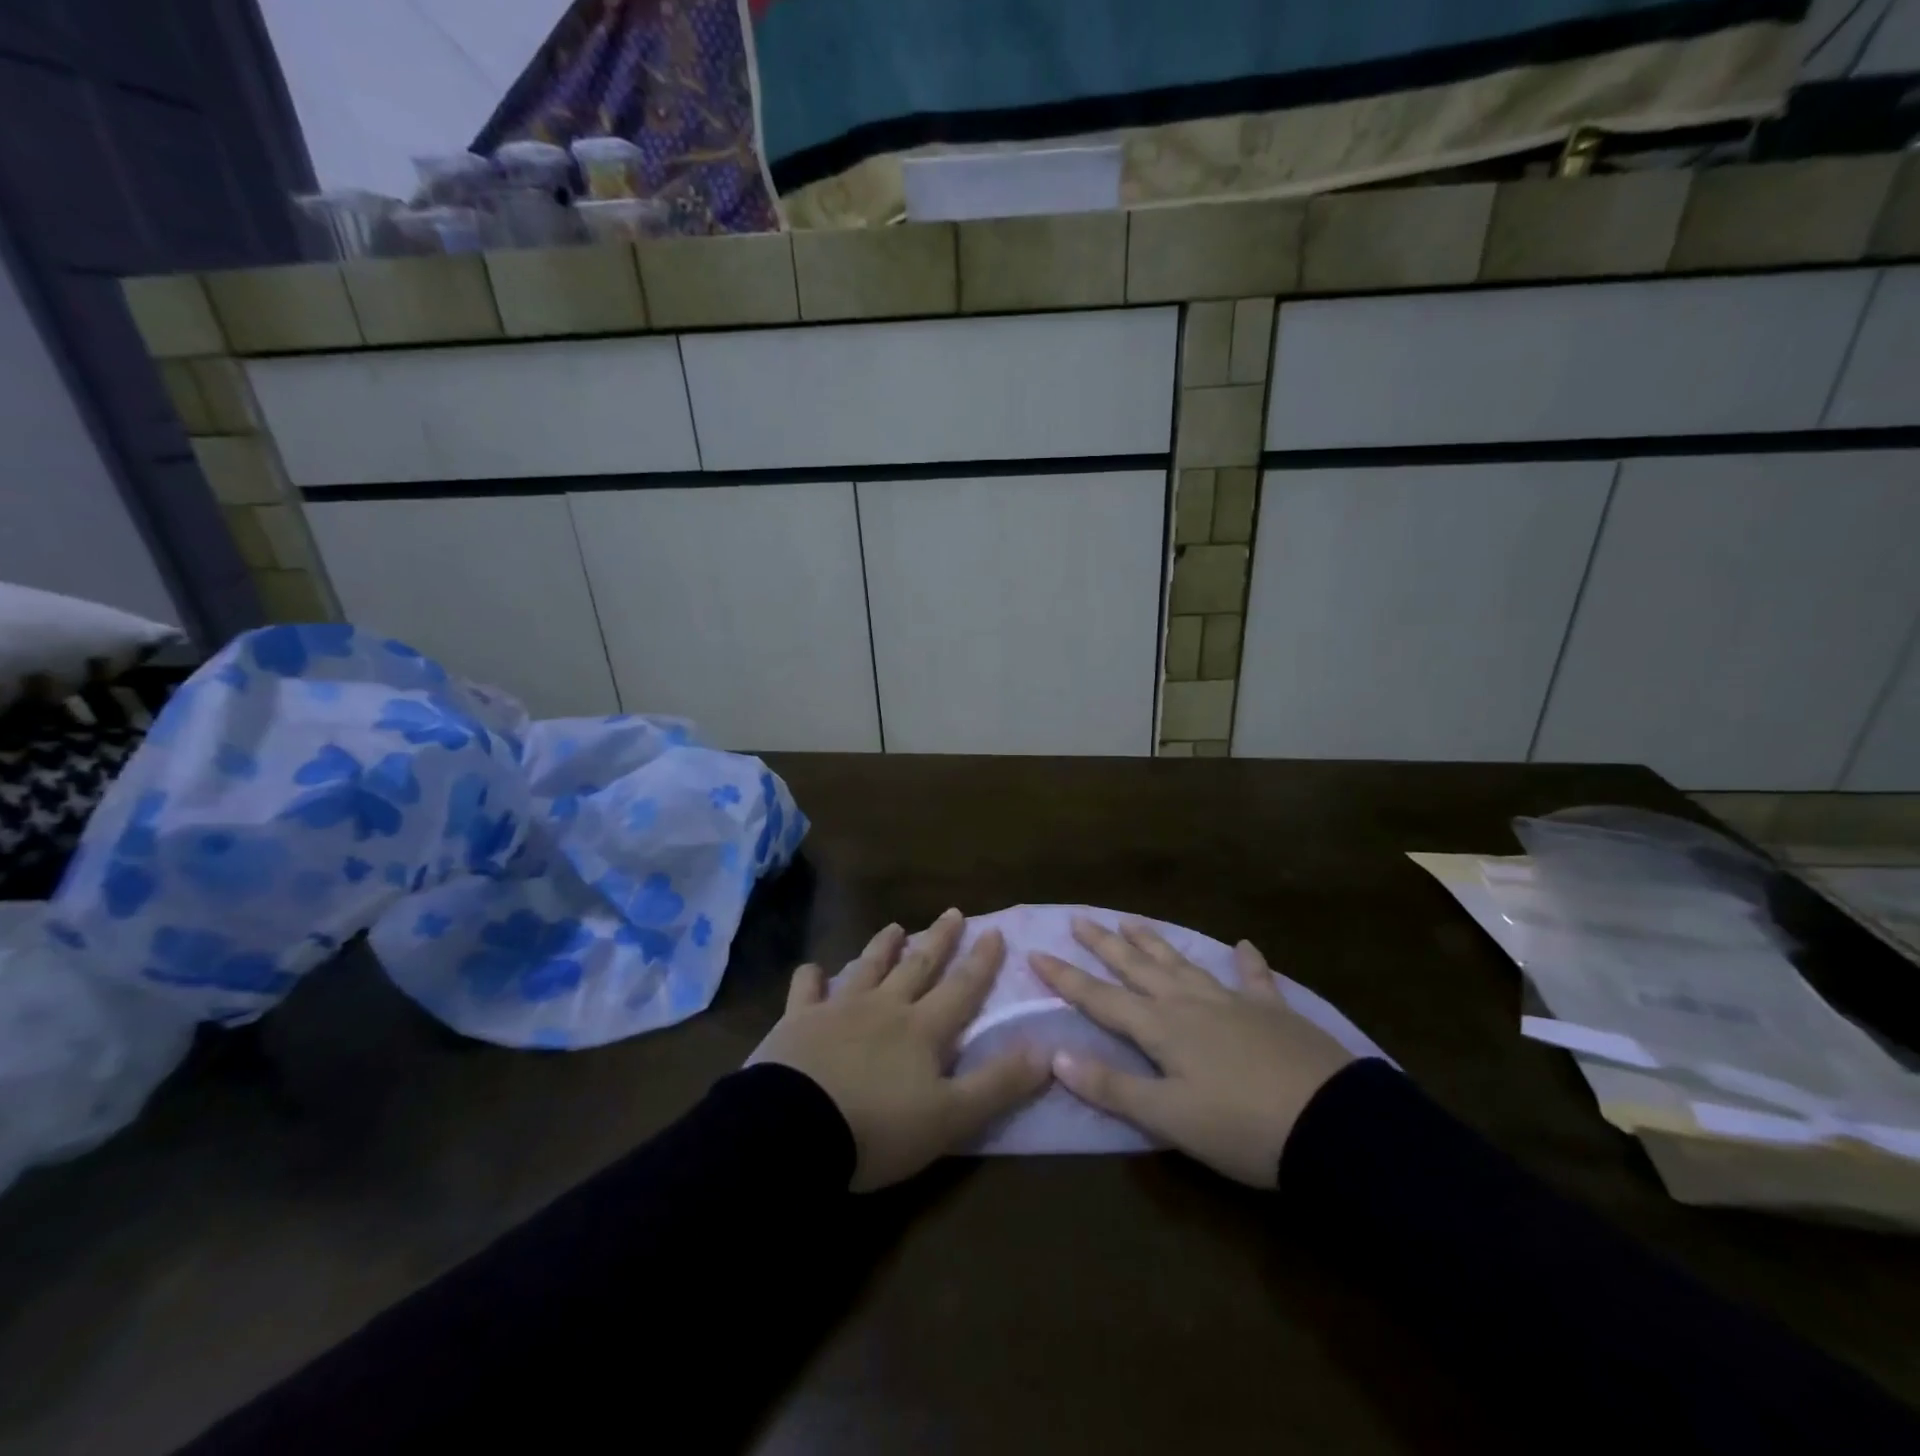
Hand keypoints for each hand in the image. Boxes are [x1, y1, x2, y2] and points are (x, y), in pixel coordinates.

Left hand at [750, 909, 1049, 1191]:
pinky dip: (811, 978)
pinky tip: (812, 969)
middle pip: (918, 966)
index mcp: (923, 1029)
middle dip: (939, 940)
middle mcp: (885, 1007)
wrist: (795, 1130)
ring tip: (895, 926)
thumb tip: (1046, 1050)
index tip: (994, 931)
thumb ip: (998, 1083)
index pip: (962, 988)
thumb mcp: (951, 1116)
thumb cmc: (879, 1128)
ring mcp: (839, 1009)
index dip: (982, 962)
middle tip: (953, 912)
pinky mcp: (798, 1021)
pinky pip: (805, 991)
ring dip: (883, 947)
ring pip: (867, 968)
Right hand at [1031, 920, 1356, 1187]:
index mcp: (1162, 1029)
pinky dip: (1248, 962)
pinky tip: (1244, 946)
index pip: (1101, 998)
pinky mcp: (1274, 1012)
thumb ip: (1112, 1087)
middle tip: (1081, 919)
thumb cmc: (1242, 1128)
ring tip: (1132, 922)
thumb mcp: (1169, 1118)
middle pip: (1138, 968)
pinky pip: (1255, 979)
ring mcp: (1234, 1002)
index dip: (1066, 978)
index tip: (1036, 953)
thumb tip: (1056, 1055)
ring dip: (1155, 943)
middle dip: (1105, 945)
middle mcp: (1190, 1004)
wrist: (1333, 1125)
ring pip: (1184, 964)